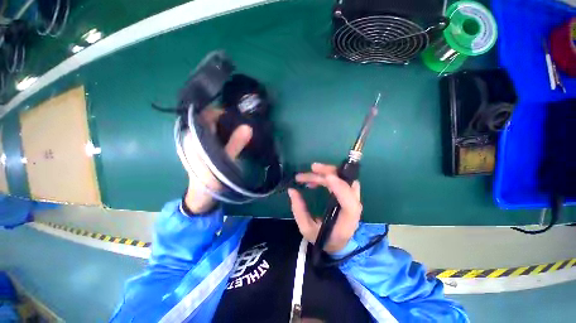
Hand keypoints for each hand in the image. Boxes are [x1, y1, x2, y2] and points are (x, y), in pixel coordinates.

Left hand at [182, 108, 251, 212]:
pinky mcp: (202, 149)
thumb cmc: (211, 180)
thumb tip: (248, 127)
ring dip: (225, 126)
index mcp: (193, 138)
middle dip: (224, 118)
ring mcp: (197, 144)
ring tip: (239, 127)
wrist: (202, 197)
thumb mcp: (224, 162)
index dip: (220, 111)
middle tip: (241, 121)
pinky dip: (223, 133)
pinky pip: (213, 135)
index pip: (204, 115)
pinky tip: (233, 136)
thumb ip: (235, 144)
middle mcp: (192, 137)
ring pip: (211, 127)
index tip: (236, 114)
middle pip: (208, 120)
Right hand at [288, 163, 361, 252]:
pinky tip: (314, 179)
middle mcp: (353, 206)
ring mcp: (351, 198)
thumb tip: (292, 190)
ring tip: (309, 173)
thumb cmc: (323, 239)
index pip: (349, 202)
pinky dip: (327, 176)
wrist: (337, 242)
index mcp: (347, 220)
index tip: (327, 177)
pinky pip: (339, 180)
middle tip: (312, 168)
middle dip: (329, 173)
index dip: (340, 187)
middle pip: (347, 184)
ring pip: (343, 178)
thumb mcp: (307, 229)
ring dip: (327, 172)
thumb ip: (299, 210)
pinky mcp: (346, 194)